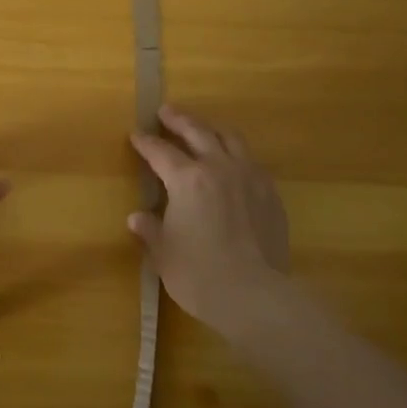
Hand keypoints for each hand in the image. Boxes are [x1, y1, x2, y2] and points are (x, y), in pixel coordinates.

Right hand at [129, 104, 289, 339]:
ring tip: (203, 128)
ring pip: (230, 138)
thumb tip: (138, 218)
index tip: (136, 135)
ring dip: (212, 129)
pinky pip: (251, 161)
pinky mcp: (270, 193)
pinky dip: (236, 154)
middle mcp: (218, 168)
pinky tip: (233, 163)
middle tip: (166, 112)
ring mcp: (249, 177)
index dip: (145, 143)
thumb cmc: (199, 274)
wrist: (255, 295)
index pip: (160, 152)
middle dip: (179, 120)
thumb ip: (151, 230)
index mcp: (187, 179)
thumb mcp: (164, 253)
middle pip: (197, 131)